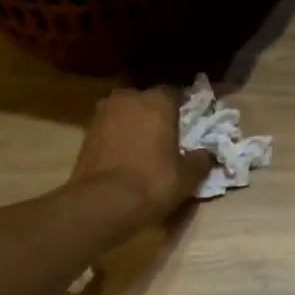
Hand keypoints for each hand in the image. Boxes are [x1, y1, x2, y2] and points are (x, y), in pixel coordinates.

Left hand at [70, 86, 215, 225]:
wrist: (102, 202)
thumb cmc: (152, 181)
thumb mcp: (187, 176)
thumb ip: (201, 159)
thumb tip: (207, 153)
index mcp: (158, 100)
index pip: (175, 92)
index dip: (183, 106)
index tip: (188, 121)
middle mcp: (129, 97)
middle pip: (147, 99)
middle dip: (155, 112)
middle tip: (165, 134)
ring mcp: (104, 112)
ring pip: (125, 111)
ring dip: (133, 122)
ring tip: (143, 145)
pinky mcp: (86, 131)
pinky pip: (110, 127)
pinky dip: (117, 136)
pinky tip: (124, 155)